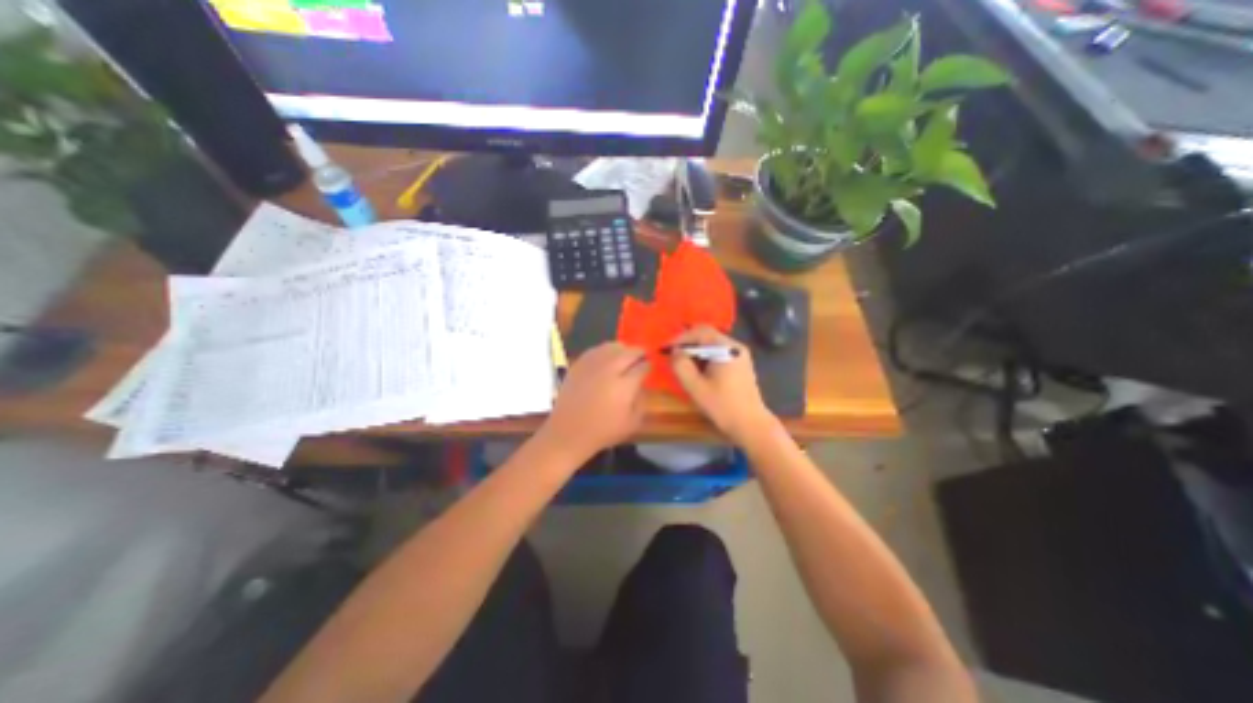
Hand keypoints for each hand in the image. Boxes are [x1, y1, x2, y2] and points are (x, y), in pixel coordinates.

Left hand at [540, 340, 650, 461]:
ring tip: (625, 356)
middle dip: (639, 353)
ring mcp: (592, 365)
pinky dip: (605, 351)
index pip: (642, 367)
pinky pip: (596, 350)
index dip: (648, 365)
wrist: (569, 432)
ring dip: (623, 349)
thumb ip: (642, 400)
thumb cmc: (603, 431)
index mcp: (624, 386)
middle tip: (642, 357)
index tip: (649, 367)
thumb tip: (641, 384)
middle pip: (629, 352)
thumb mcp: (632, 423)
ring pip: (612, 346)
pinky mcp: (578, 365)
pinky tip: (607, 358)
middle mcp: (609, 370)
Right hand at [672, 323, 780, 443]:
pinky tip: (698, 372)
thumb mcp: (696, 387)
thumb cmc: (723, 406)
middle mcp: (735, 346)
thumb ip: (681, 366)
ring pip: (712, 345)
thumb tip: (675, 352)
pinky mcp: (740, 364)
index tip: (667, 350)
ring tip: (683, 366)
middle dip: (688, 345)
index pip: (700, 331)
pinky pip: (719, 353)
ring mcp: (740, 355)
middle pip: (707, 335)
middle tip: (673, 358)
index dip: (681, 338)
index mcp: (726, 348)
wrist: (751, 425)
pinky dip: (705, 358)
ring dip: (696, 352)